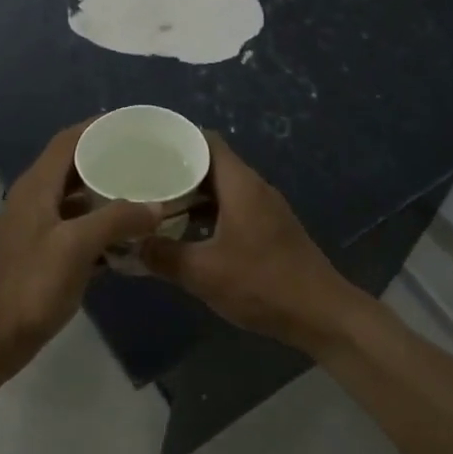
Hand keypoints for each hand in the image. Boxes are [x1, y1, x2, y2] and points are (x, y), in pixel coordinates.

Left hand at [0, 124, 160, 381]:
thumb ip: (116, 220)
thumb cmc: (29, 288)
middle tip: (151, 159)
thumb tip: (157, 206)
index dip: (100, 127)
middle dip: (111, 160)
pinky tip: (133, 237)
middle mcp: (37, 201)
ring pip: (80, 200)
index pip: (69, 141)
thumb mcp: (75, 247)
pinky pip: (81, 230)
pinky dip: (105, 228)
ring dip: (110, 195)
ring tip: (149, 193)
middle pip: (76, 167)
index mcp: (37, 187)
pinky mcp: (46, 256)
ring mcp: (40, 230)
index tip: (137, 125)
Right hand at [140, 134, 369, 352]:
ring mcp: (265, 210)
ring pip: (221, 191)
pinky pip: (231, 210)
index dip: (176, 139)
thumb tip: (131, 245)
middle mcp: (254, 188)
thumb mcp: (203, 272)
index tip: (144, 148)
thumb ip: (163, 256)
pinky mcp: (269, 231)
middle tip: (140, 180)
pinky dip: (206, 215)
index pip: (206, 141)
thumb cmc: (262, 284)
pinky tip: (184, 235)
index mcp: (241, 184)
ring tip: (154, 206)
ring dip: (190, 197)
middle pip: (211, 165)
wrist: (321, 314)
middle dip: (176, 171)